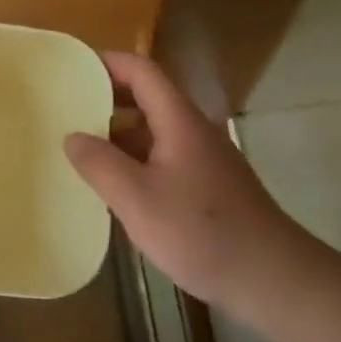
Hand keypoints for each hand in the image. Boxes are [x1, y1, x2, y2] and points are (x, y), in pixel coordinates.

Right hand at [64, 51, 321, 312]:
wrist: (273, 279)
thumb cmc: (202, 232)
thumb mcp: (138, 200)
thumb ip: (100, 165)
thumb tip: (72, 136)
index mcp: (178, 120)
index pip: (142, 71)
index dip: (108, 62)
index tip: (74, 66)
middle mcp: (193, 131)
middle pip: (148, 98)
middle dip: (108, 98)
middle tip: (67, 108)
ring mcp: (204, 160)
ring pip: (154, 132)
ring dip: (119, 134)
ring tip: (81, 148)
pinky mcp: (209, 187)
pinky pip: (163, 159)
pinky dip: (135, 161)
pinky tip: (115, 188)